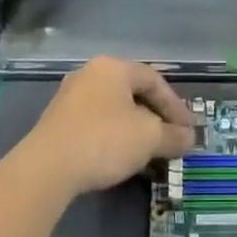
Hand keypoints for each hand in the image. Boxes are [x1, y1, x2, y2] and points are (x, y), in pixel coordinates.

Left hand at [16, 57, 195, 199]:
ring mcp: (69, 98)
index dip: (176, 106)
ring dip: (135, 129)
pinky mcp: (57, 122)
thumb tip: (189, 138)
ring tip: (149, 152)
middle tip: (172, 138)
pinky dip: (114, 137)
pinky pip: (95, 123)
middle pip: (133, 93)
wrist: (46, 168)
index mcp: (113, 67)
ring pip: (114, 110)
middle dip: (156, 118)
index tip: (188, 130)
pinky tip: (121, 157)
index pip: (154, 80)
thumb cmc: (105, 140)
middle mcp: (90, 74)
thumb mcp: (149, 138)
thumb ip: (174, 136)